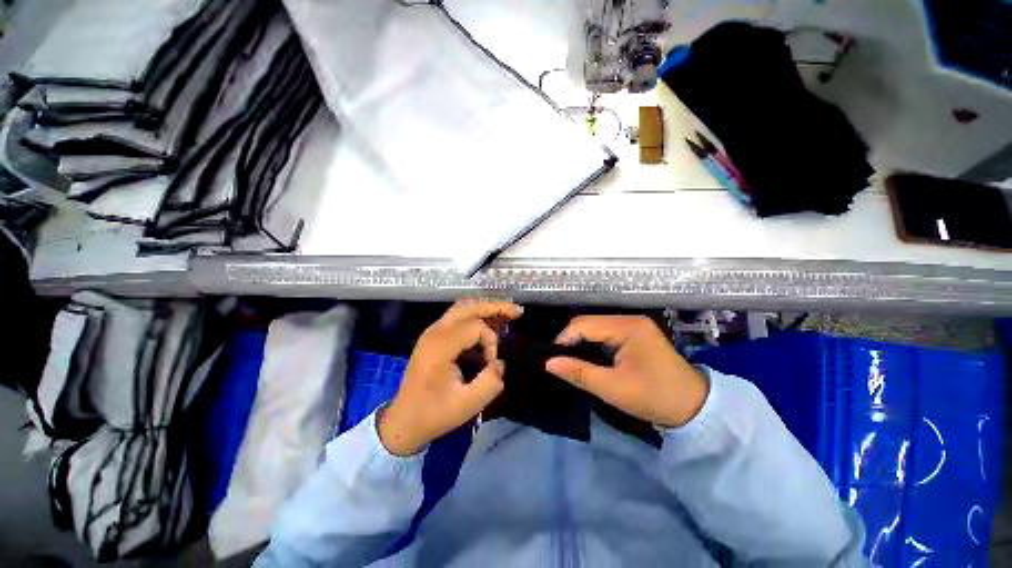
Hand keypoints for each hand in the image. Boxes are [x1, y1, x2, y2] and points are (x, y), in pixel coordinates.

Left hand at [378, 300, 522, 455]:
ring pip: (462, 307)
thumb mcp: (467, 405)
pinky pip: (457, 316)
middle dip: (494, 307)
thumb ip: (490, 383)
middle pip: (468, 307)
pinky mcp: (433, 336)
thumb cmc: (433, 414)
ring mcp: (432, 332)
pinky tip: (489, 322)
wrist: (403, 421)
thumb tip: (500, 363)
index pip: (475, 327)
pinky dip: (475, 315)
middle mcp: (435, 332)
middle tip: (516, 311)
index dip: (491, 341)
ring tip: (506, 313)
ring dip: (485, 308)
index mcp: (440, 347)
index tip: (491, 364)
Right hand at [545, 316, 707, 427]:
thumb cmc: (655, 397)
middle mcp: (629, 319)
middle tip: (559, 361)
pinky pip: (605, 334)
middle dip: (571, 340)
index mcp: (627, 327)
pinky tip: (587, 357)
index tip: (552, 359)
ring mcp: (633, 326)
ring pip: (595, 328)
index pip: (583, 324)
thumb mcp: (613, 388)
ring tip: (569, 360)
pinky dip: (592, 344)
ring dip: (581, 342)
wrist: (695, 408)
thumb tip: (548, 363)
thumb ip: (578, 373)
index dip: (564, 339)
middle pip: (589, 323)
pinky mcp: (635, 334)